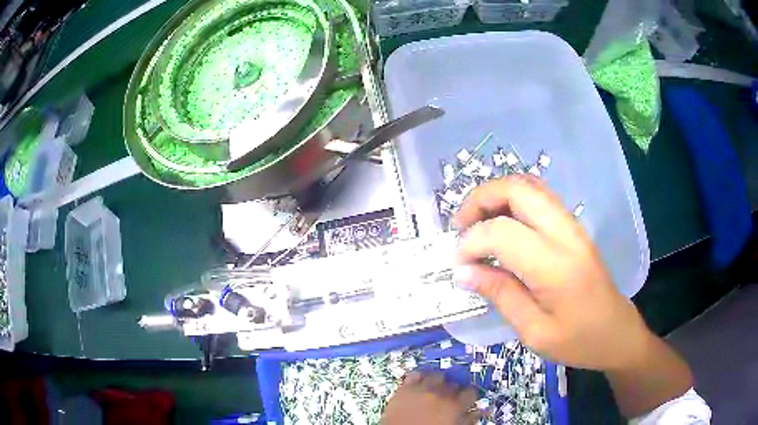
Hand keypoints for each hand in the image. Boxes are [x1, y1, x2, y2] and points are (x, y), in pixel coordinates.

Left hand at [381, 372, 479, 424]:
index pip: (471, 392)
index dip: (470, 396)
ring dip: (439, 382)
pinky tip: (420, 384)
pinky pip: (415, 375)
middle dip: (454, 390)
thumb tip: (481, 412)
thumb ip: (469, 420)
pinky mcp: (405, 388)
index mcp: (455, 406)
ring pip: (437, 376)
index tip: (468, 400)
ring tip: (436, 390)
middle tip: (450, 398)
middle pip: (454, 383)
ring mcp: (421, 389)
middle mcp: (440, 394)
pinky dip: (419, 377)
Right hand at [454, 176, 653, 371]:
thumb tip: (462, 271)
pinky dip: (513, 200)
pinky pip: (540, 197)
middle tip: (460, 227)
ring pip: (529, 186)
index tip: (458, 264)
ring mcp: (572, 225)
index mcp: (555, 266)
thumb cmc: (578, 341)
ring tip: (477, 223)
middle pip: (517, 189)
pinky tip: (503, 225)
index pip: (502, 232)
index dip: (471, 242)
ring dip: (496, 195)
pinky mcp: (574, 227)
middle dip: (480, 199)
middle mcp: (565, 234)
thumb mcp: (534, 331)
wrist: (617, 333)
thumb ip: (500, 295)